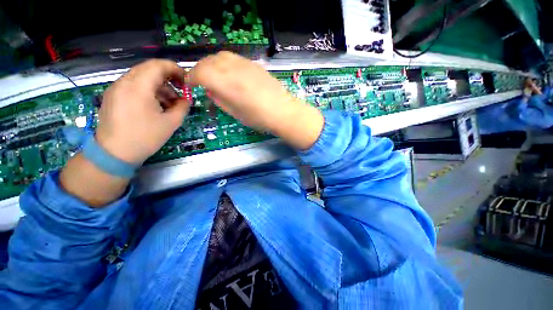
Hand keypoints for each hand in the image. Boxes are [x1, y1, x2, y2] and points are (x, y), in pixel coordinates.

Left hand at [60, 59, 188, 206]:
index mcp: (138, 87)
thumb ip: (182, 107)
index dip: (176, 69)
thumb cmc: (145, 137)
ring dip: (159, 86)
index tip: (187, 81)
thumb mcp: (171, 123)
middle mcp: (124, 82)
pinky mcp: (113, 96)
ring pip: (141, 78)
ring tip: (170, 103)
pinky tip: (156, 106)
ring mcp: (116, 88)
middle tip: (181, 91)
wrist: (114, 153)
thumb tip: (186, 99)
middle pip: (149, 69)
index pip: (158, 65)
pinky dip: (148, 91)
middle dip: (168, 78)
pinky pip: (133, 86)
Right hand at [188, 51, 323, 149]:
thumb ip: (219, 99)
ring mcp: (244, 64)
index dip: (191, 78)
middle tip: (201, 81)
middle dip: (200, 70)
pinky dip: (226, 64)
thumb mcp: (235, 113)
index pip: (199, 72)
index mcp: (226, 83)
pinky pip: (234, 59)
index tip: (190, 85)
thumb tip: (210, 90)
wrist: (283, 111)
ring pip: (220, 56)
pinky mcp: (254, 64)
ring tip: (215, 77)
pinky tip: (230, 75)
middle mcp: (232, 68)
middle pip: (208, 61)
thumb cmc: (259, 118)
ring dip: (212, 65)